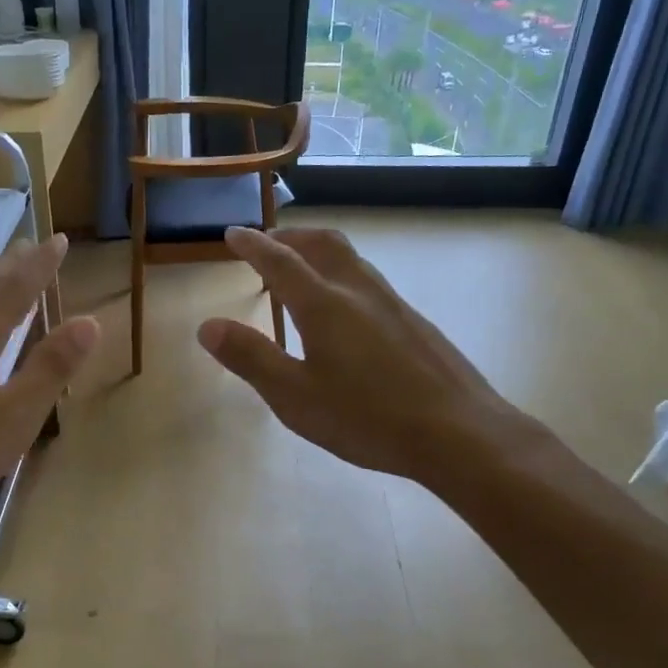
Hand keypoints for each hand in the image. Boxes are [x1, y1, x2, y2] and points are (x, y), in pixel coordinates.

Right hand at [198, 227, 526, 485]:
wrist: (459, 432)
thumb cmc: (367, 418)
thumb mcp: (295, 397)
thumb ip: (251, 358)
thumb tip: (208, 326)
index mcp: (323, 305)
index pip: (279, 261)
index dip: (252, 245)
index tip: (233, 234)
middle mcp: (358, 291)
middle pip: (321, 244)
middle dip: (288, 237)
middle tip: (266, 244)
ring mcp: (392, 304)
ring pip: (349, 259)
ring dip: (317, 252)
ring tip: (300, 270)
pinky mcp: (414, 322)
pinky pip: (368, 280)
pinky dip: (341, 274)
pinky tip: (344, 309)